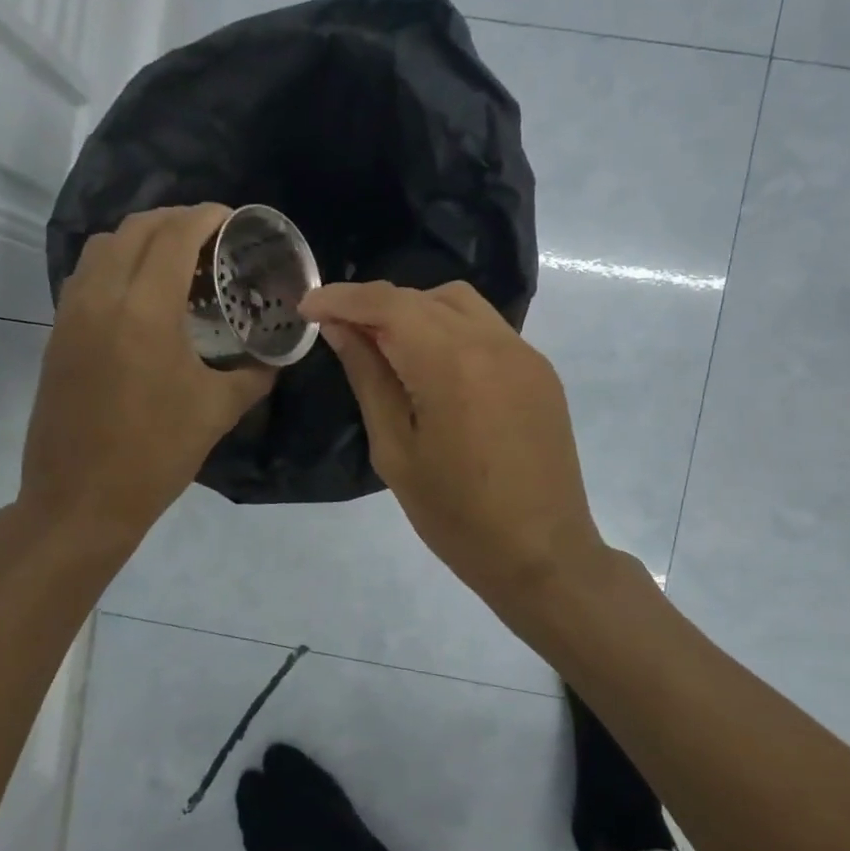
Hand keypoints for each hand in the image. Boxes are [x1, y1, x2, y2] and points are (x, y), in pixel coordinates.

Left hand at [19, 206, 273, 546]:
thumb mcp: (217, 412)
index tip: (232, 219)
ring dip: (140, 238)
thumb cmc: (155, 455)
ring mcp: (71, 315)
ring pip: (102, 247)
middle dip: (175, 220)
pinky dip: (115, 264)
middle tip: (209, 237)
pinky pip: (86, 276)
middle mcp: (101, 298)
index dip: (206, 217)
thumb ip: (253, 375)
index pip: (174, 235)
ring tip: (174, 259)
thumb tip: (274, 359)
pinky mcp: (57, 335)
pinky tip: (141, 294)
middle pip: (135, 229)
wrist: (81, 499)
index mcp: (144, 311)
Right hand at [300, 280, 606, 608]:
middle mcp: (493, 342)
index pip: (388, 304)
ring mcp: (524, 354)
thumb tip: (341, 330)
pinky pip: (487, 330)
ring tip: (387, 348)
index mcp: (451, 364)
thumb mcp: (395, 451)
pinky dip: (449, 332)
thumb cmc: (455, 515)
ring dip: (415, 312)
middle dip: (376, 306)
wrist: (541, 553)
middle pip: (423, 297)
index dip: (343, 298)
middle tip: (341, 333)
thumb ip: (369, 379)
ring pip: (459, 305)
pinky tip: (433, 369)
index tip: (308, 306)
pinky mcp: (540, 371)